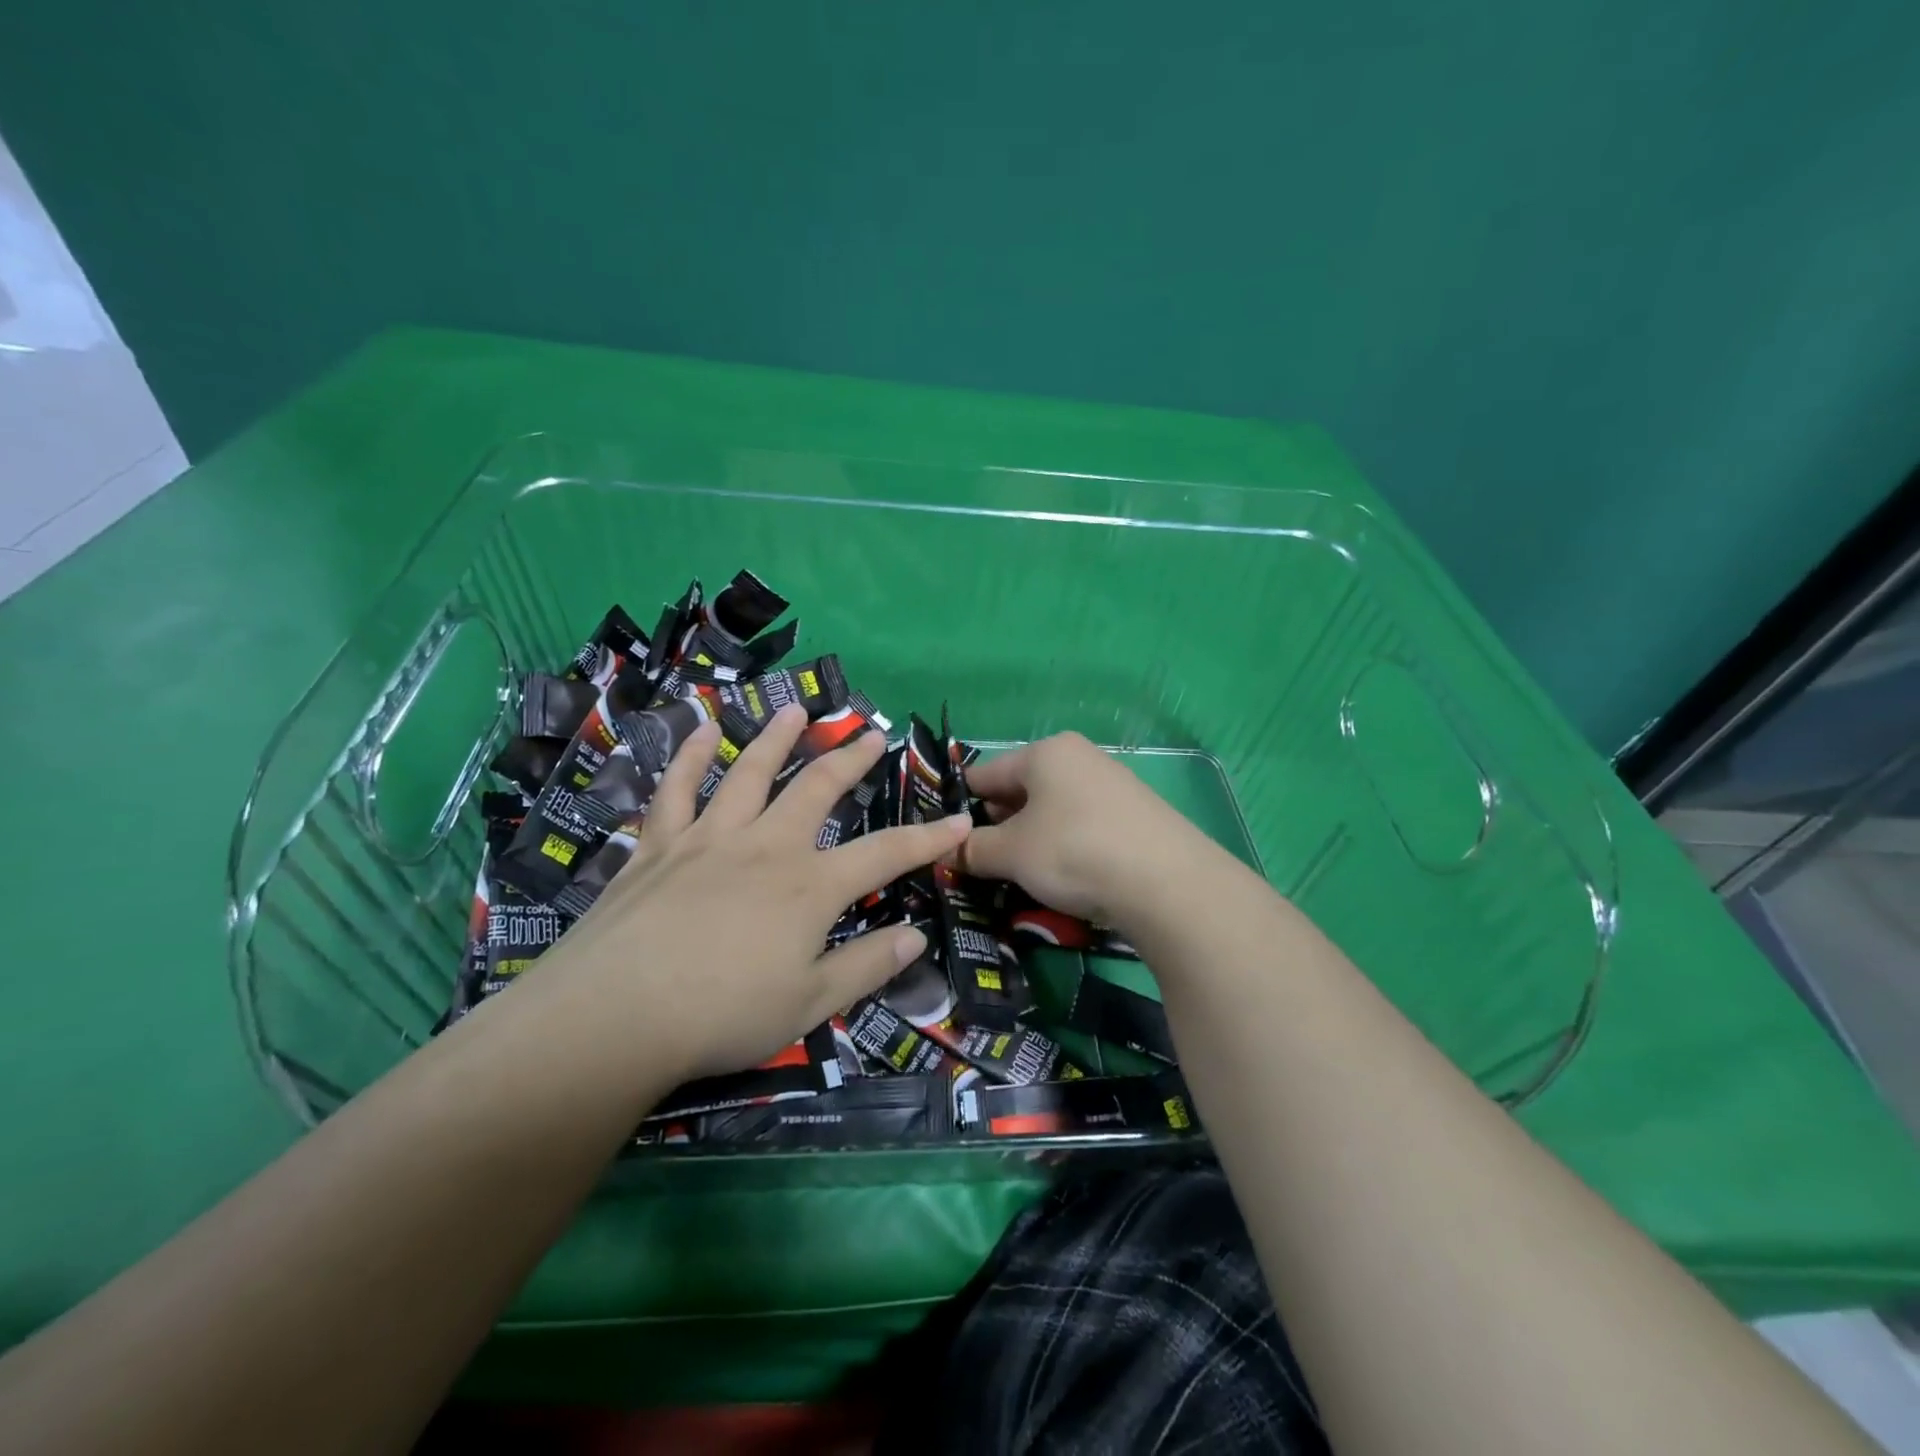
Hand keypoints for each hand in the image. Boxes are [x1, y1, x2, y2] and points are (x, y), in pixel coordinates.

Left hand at [536, 705, 971, 1083]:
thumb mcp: (808, 1004)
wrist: (615, 1015)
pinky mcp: (659, 846)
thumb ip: (865, 966)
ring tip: (795, 711)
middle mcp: (766, 847)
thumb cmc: (722, 1016)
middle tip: (870, 734)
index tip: (959, 821)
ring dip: (775, 739)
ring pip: (748, 773)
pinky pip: (677, 790)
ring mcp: (709, 839)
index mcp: (810, 887)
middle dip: (849, 760)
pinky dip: (691, 758)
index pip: (885, 854)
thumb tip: (916, 939)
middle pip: (817, 789)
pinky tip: (703, 731)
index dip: (927, 838)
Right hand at [961, 731, 1202, 929]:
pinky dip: (1063, 845)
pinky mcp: (1134, 814)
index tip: (945, 837)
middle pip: (1020, 788)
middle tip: (981, 862)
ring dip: (1030, 838)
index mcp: (1045, 752)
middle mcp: (1079, 757)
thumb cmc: (1074, 852)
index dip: (960, 805)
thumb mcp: (1012, 854)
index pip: (985, 773)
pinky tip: (1063, 875)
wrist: (1167, 883)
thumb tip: (947, 850)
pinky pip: (1081, 824)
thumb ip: (973, 849)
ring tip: (1019, 873)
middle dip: (998, 824)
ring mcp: (1111, 784)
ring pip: (1051, 808)